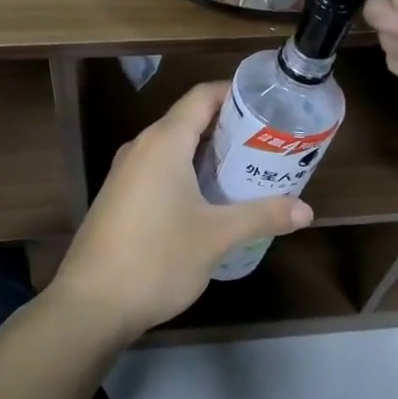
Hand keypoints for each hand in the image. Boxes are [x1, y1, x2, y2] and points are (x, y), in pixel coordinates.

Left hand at [46, 82, 312, 338]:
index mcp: (164, 142)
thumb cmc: (157, 259)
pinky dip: (187, 173)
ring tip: (246, 170)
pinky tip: (209, 200)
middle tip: (267, 144)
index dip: (235, 93)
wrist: (91, 304)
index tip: (268, 106)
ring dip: (208, 154)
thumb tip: (306, 211)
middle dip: (229, 128)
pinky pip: (159, 169)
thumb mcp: (217, 237)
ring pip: (173, 147)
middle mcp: (141, 147)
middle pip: (189, 120)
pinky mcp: (118, 197)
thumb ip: (262, 216)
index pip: (202, 96)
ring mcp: (125, 173)